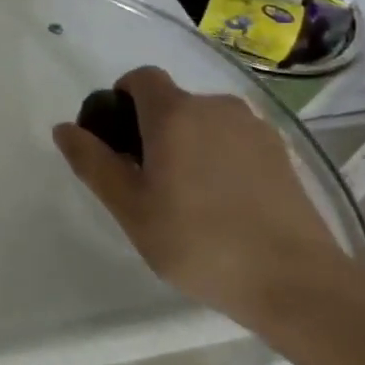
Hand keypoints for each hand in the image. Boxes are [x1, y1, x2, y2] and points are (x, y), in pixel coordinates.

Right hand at [52, 66, 364, 331]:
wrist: (300, 286)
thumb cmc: (200, 242)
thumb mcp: (130, 208)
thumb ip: (93, 162)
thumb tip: (64, 128)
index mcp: (175, 113)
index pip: (140, 78)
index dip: (122, 98)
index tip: (118, 140)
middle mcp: (216, 107)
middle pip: (173, 102)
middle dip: (153, 129)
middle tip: (148, 180)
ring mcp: (255, 129)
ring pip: (205, 122)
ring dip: (189, 143)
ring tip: (189, 197)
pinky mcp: (283, 155)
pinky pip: (235, 141)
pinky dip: (221, 158)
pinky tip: (226, 204)